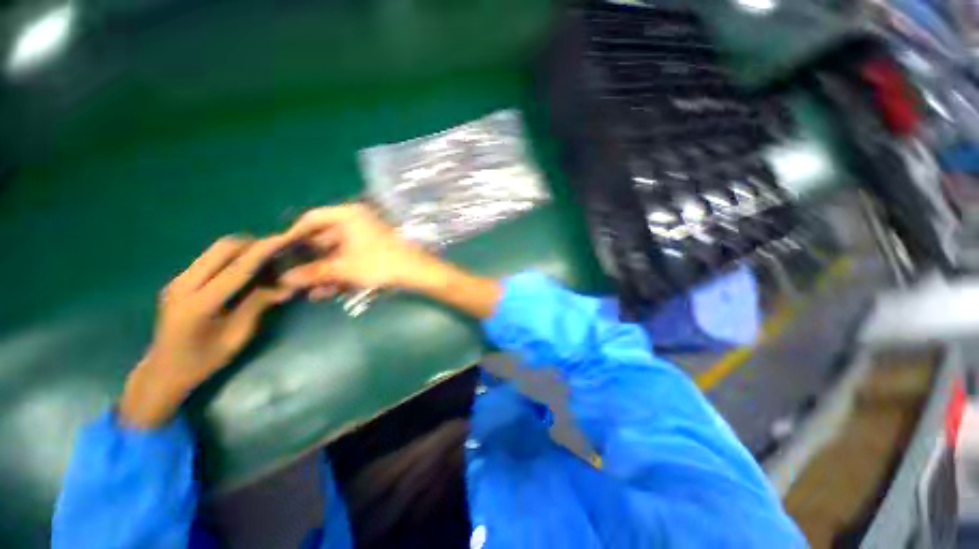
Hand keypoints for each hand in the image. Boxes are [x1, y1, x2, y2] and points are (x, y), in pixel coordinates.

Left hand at [119, 235, 294, 428]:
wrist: (164, 369)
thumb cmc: (205, 360)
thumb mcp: (237, 336)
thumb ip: (258, 306)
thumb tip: (286, 286)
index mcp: (199, 304)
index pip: (237, 269)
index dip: (262, 252)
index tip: (283, 239)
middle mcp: (184, 285)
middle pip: (222, 248)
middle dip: (253, 244)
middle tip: (277, 251)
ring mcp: (178, 280)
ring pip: (215, 250)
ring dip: (243, 249)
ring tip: (265, 260)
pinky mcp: (179, 280)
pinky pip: (210, 258)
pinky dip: (232, 257)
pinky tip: (245, 270)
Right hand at [281, 203, 446, 296]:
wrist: (417, 272)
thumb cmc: (380, 264)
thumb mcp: (343, 269)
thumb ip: (313, 273)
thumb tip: (284, 280)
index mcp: (348, 215)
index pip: (312, 219)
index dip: (293, 235)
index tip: (279, 252)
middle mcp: (356, 221)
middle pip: (324, 238)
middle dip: (310, 262)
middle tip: (293, 277)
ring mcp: (367, 236)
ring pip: (337, 252)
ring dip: (324, 272)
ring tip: (311, 291)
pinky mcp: (375, 250)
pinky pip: (351, 259)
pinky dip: (340, 273)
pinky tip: (329, 292)